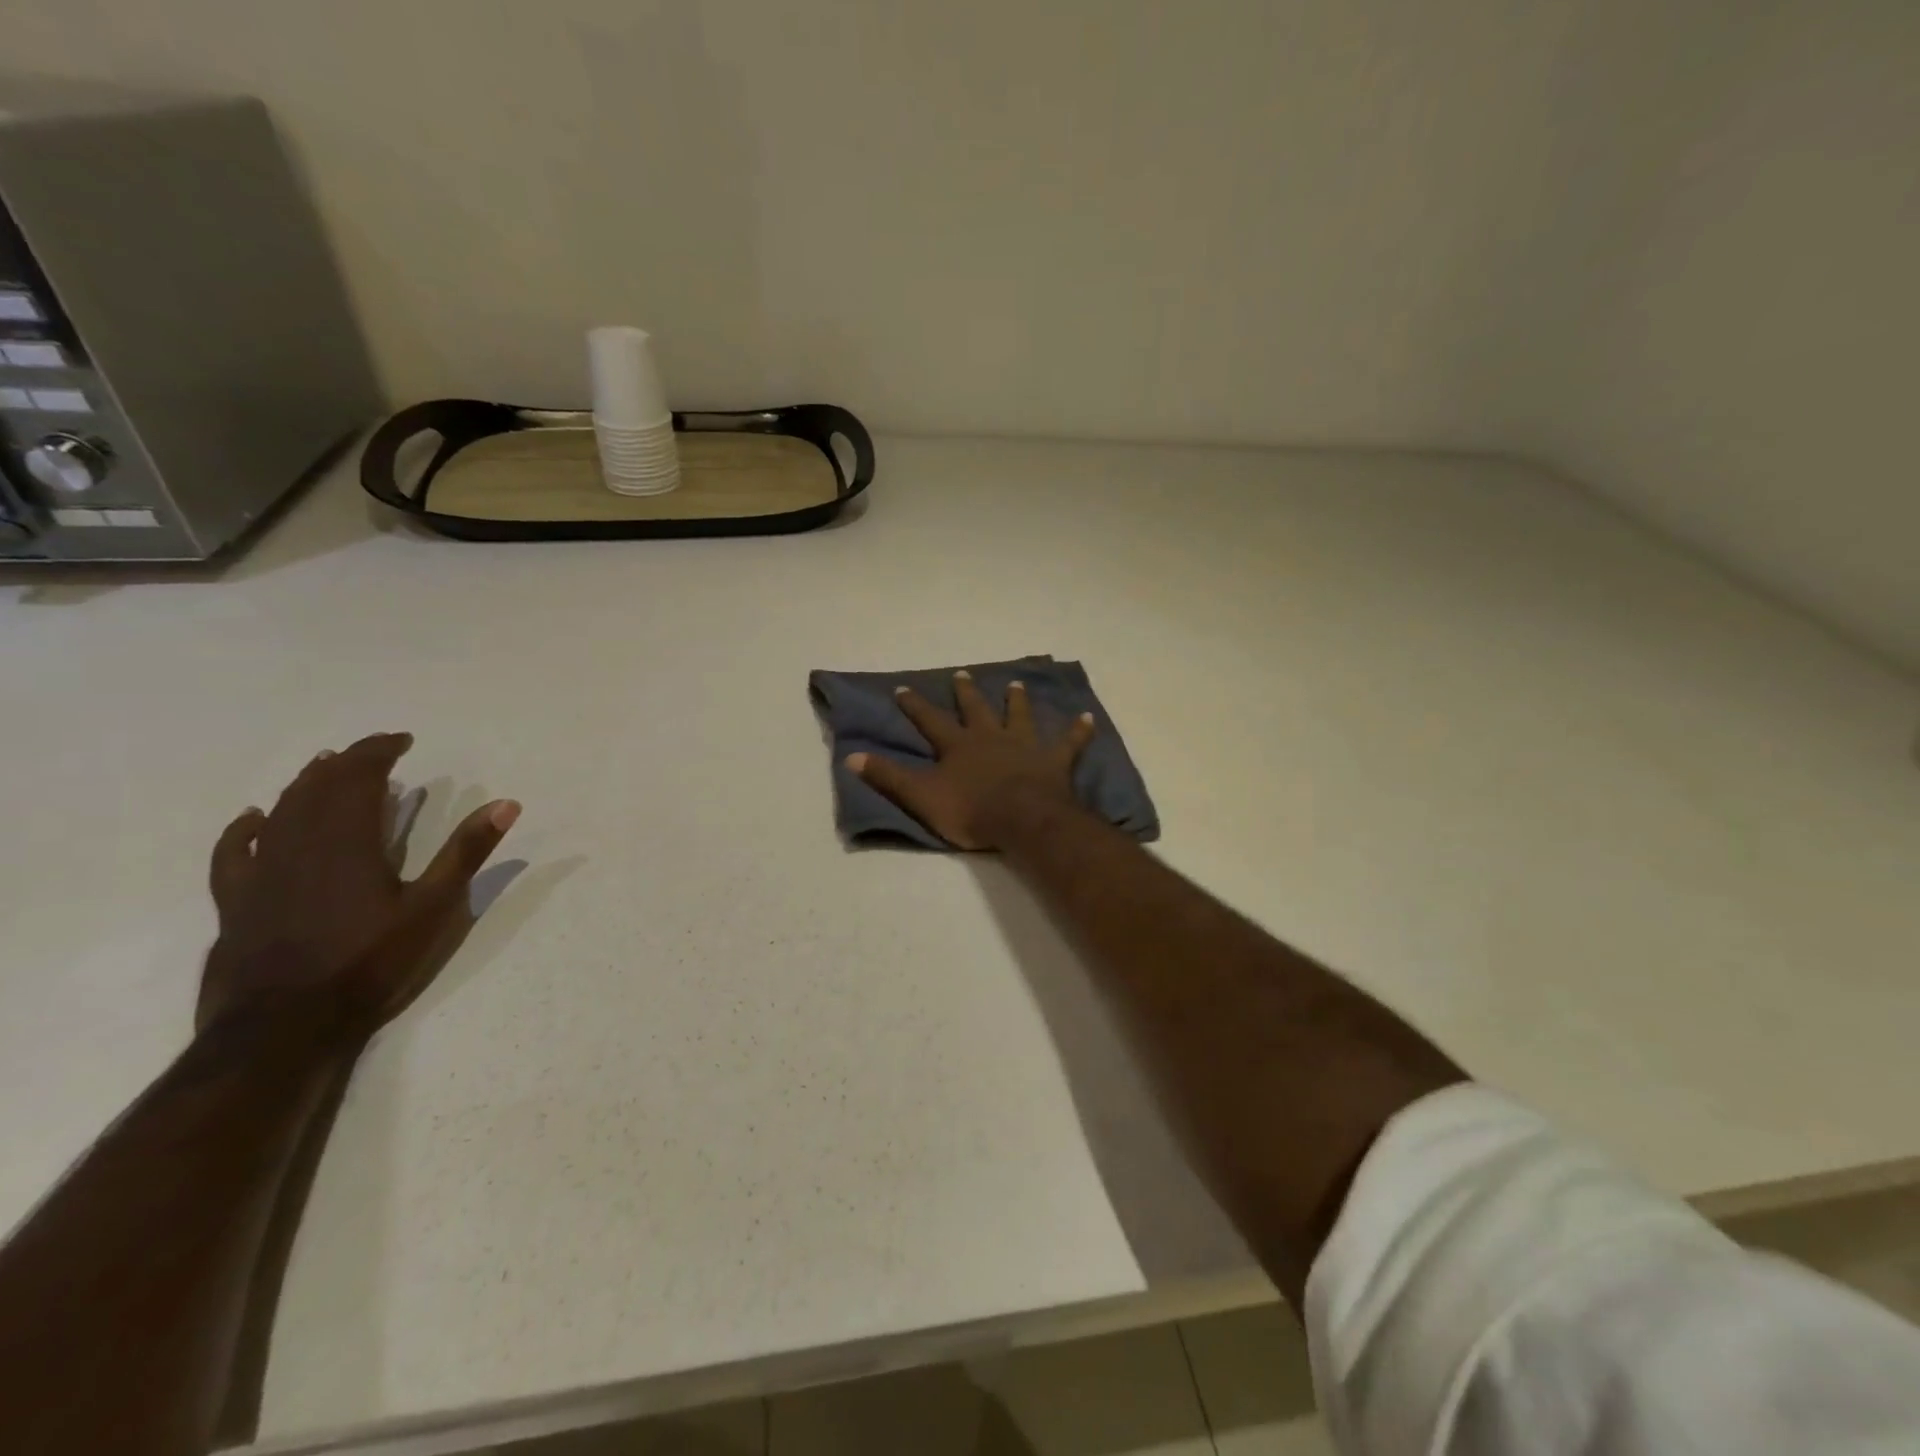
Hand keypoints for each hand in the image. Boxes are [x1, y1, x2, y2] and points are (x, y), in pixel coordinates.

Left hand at [198, 733, 520, 1039]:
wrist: (285, 1025)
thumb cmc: (370, 962)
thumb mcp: (434, 907)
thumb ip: (466, 852)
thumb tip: (507, 804)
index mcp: (349, 842)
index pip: (360, 778)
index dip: (380, 752)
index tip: (403, 740)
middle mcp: (300, 845)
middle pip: (318, 788)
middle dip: (347, 762)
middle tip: (373, 752)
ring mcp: (262, 872)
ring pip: (280, 811)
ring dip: (305, 785)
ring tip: (323, 767)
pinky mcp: (237, 900)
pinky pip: (234, 851)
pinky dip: (245, 828)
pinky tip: (253, 818)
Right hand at [847, 671, 1096, 849]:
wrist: (1022, 819)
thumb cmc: (970, 810)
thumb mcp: (921, 796)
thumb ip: (888, 777)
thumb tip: (851, 757)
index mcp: (958, 745)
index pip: (930, 720)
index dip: (915, 705)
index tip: (903, 688)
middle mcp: (990, 736)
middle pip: (976, 709)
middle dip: (966, 692)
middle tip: (962, 673)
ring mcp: (1024, 745)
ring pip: (1019, 716)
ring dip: (1016, 701)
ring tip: (1015, 683)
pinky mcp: (1053, 760)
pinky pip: (1069, 742)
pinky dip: (1077, 731)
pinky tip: (1087, 718)